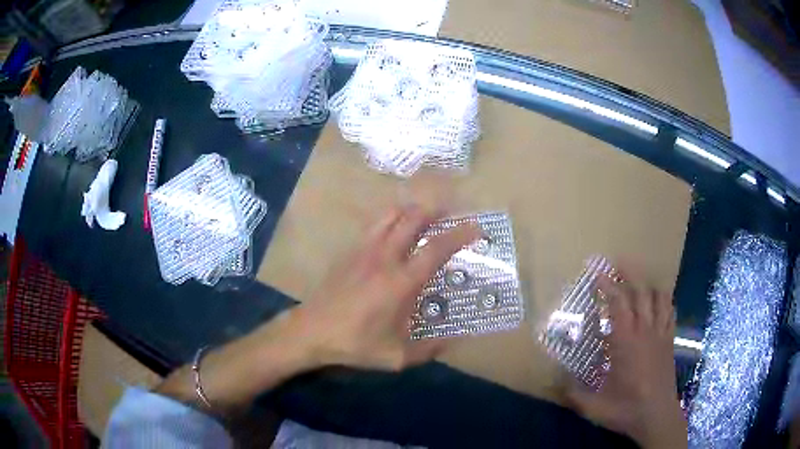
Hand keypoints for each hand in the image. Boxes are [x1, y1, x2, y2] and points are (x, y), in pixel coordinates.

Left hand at [156, 205, 478, 414]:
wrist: (310, 331)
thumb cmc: (354, 343)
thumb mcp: (396, 357)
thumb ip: (428, 350)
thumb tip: (452, 341)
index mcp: (401, 282)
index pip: (437, 248)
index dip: (461, 234)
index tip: (478, 228)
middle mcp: (385, 257)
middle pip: (413, 217)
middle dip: (437, 209)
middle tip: (453, 213)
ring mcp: (364, 249)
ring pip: (391, 214)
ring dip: (413, 209)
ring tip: (427, 216)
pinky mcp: (350, 251)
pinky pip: (375, 224)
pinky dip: (392, 218)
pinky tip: (396, 228)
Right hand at [565, 270, 686, 448]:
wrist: (656, 416)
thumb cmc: (626, 409)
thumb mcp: (594, 407)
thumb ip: (572, 393)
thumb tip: (552, 380)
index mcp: (625, 342)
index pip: (618, 304)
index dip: (608, 285)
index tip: (597, 273)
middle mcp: (645, 331)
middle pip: (641, 292)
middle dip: (630, 273)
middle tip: (619, 261)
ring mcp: (661, 333)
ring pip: (659, 297)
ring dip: (649, 283)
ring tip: (640, 277)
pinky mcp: (670, 340)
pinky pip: (670, 311)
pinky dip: (664, 300)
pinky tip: (659, 300)